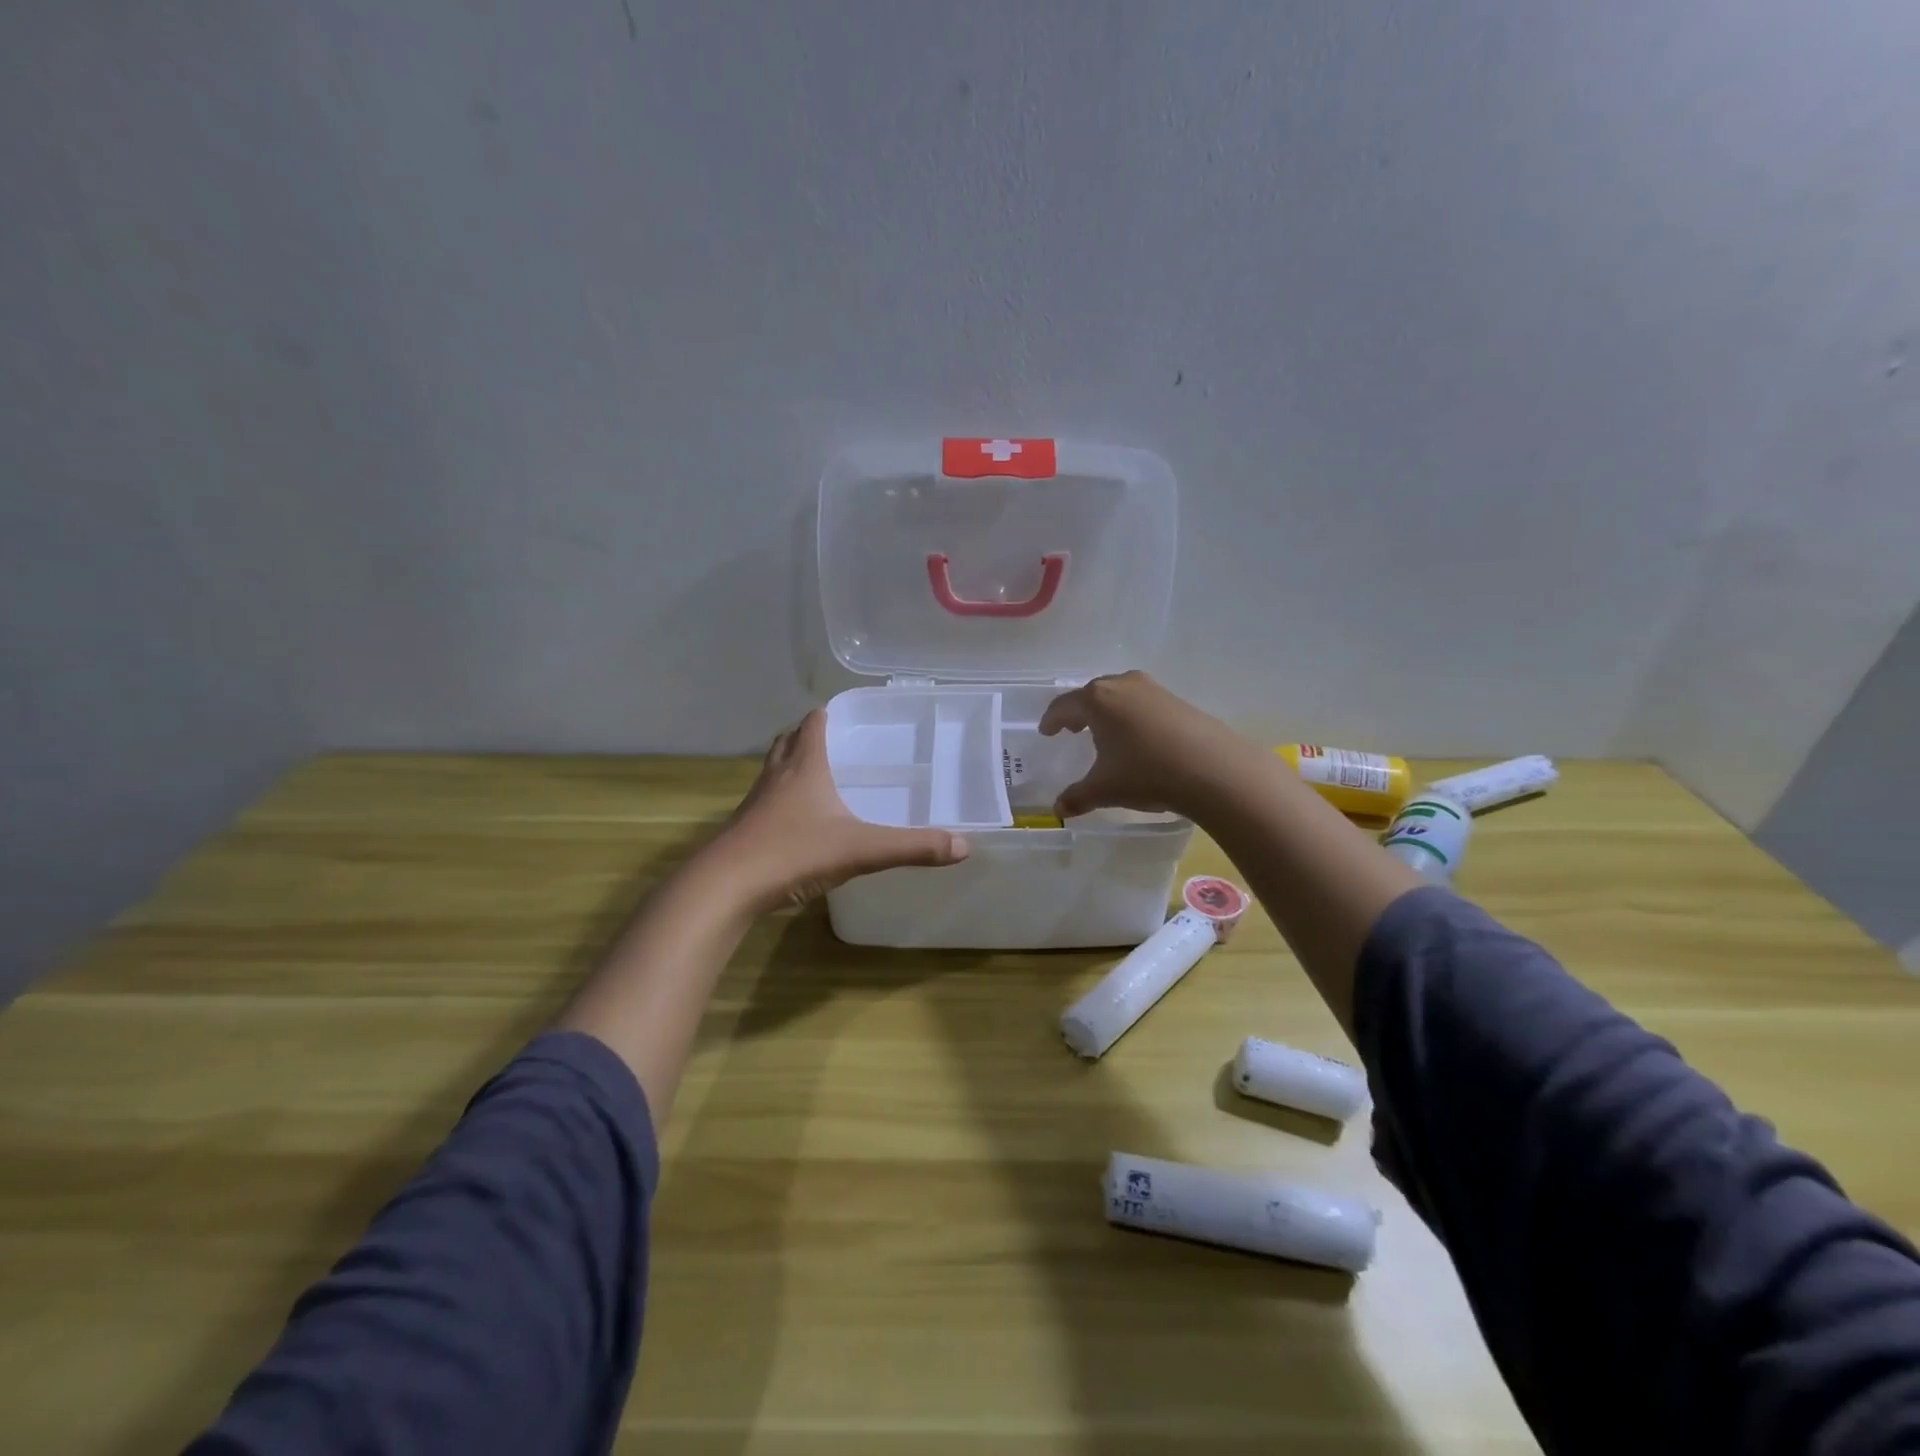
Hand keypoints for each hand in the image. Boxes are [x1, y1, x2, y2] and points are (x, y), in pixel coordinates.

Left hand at [710, 710, 969, 911]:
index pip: (813, 724)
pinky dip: (782, 799)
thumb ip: (912, 847)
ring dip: (791, 764)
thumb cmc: (792, 853)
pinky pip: (766, 801)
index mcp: (804, 767)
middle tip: (835, 741)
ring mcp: (756, 803)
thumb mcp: (861, 850)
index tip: (848, 713)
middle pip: (788, 741)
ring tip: (817, 775)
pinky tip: (798, 821)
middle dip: (807, 735)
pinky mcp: (744, 829)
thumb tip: (963, 846)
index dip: (828, 714)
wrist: (724, 887)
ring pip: (774, 769)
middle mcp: (777, 776)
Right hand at [1039, 671, 1261, 819]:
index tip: (1046, 731)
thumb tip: (1058, 810)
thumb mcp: (1105, 789)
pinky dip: (1132, 716)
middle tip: (1071, 729)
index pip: (1064, 706)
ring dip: (1107, 712)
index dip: (1052, 720)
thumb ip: (1078, 797)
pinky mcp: (1177, 700)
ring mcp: (1153, 689)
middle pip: (1092, 694)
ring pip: (1120, 695)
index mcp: (1097, 700)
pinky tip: (1138, 737)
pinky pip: (1142, 703)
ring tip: (1104, 732)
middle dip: (1079, 711)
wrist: (1213, 768)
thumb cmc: (1146, 772)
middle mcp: (1123, 685)